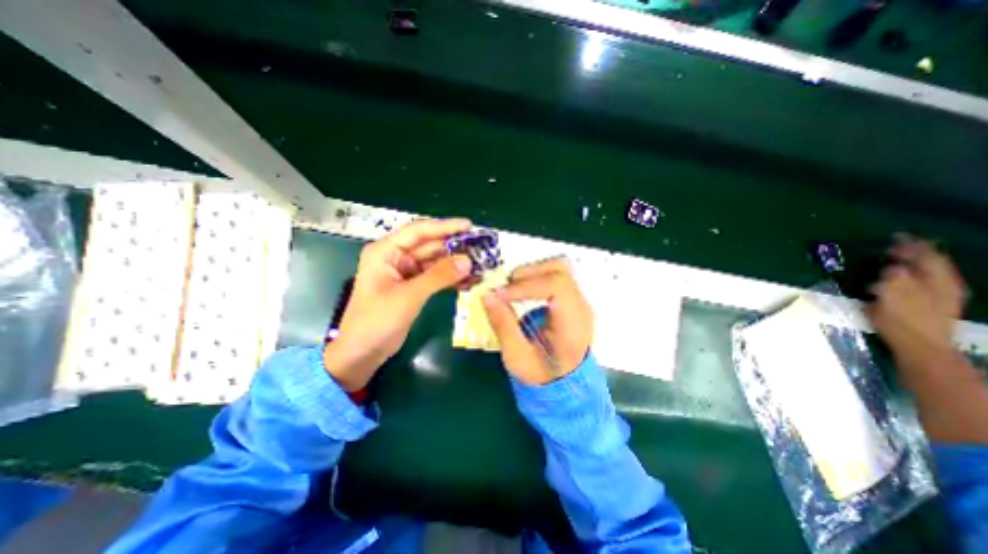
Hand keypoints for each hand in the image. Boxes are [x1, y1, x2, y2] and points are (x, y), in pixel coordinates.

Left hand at [325, 217, 474, 391]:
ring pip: (435, 262)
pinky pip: (435, 277)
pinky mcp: (413, 287)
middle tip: (480, 247)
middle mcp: (396, 257)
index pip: (419, 231)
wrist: (363, 353)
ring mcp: (405, 273)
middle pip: (429, 245)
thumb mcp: (409, 296)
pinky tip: (468, 280)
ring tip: (479, 264)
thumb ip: (439, 276)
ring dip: (455, 263)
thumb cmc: (377, 321)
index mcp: (386, 251)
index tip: (469, 225)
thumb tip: (468, 261)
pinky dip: (450, 278)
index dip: (445, 227)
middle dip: (454, 247)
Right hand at [482, 258, 589, 381]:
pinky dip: (536, 276)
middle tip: (505, 288)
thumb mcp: (517, 356)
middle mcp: (581, 305)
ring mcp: (578, 299)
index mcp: (573, 322)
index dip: (525, 285)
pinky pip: (555, 275)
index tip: (499, 294)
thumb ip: (503, 324)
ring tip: (513, 288)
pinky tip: (523, 290)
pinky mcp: (571, 298)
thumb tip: (487, 294)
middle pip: (559, 269)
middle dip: (528, 273)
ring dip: (532, 272)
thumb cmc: (542, 375)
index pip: (556, 285)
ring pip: (558, 267)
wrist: (566, 385)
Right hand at [868, 235, 971, 373]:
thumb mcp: (892, 297)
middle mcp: (945, 285)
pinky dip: (913, 276)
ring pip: (930, 273)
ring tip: (896, 260)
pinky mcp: (934, 306)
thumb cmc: (903, 321)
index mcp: (937, 281)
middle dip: (913, 254)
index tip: (894, 237)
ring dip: (914, 264)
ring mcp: (942, 296)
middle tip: (892, 247)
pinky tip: (901, 279)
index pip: (927, 256)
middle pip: (932, 263)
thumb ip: (894, 279)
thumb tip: (892, 267)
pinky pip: (925, 282)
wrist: (922, 348)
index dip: (912, 245)